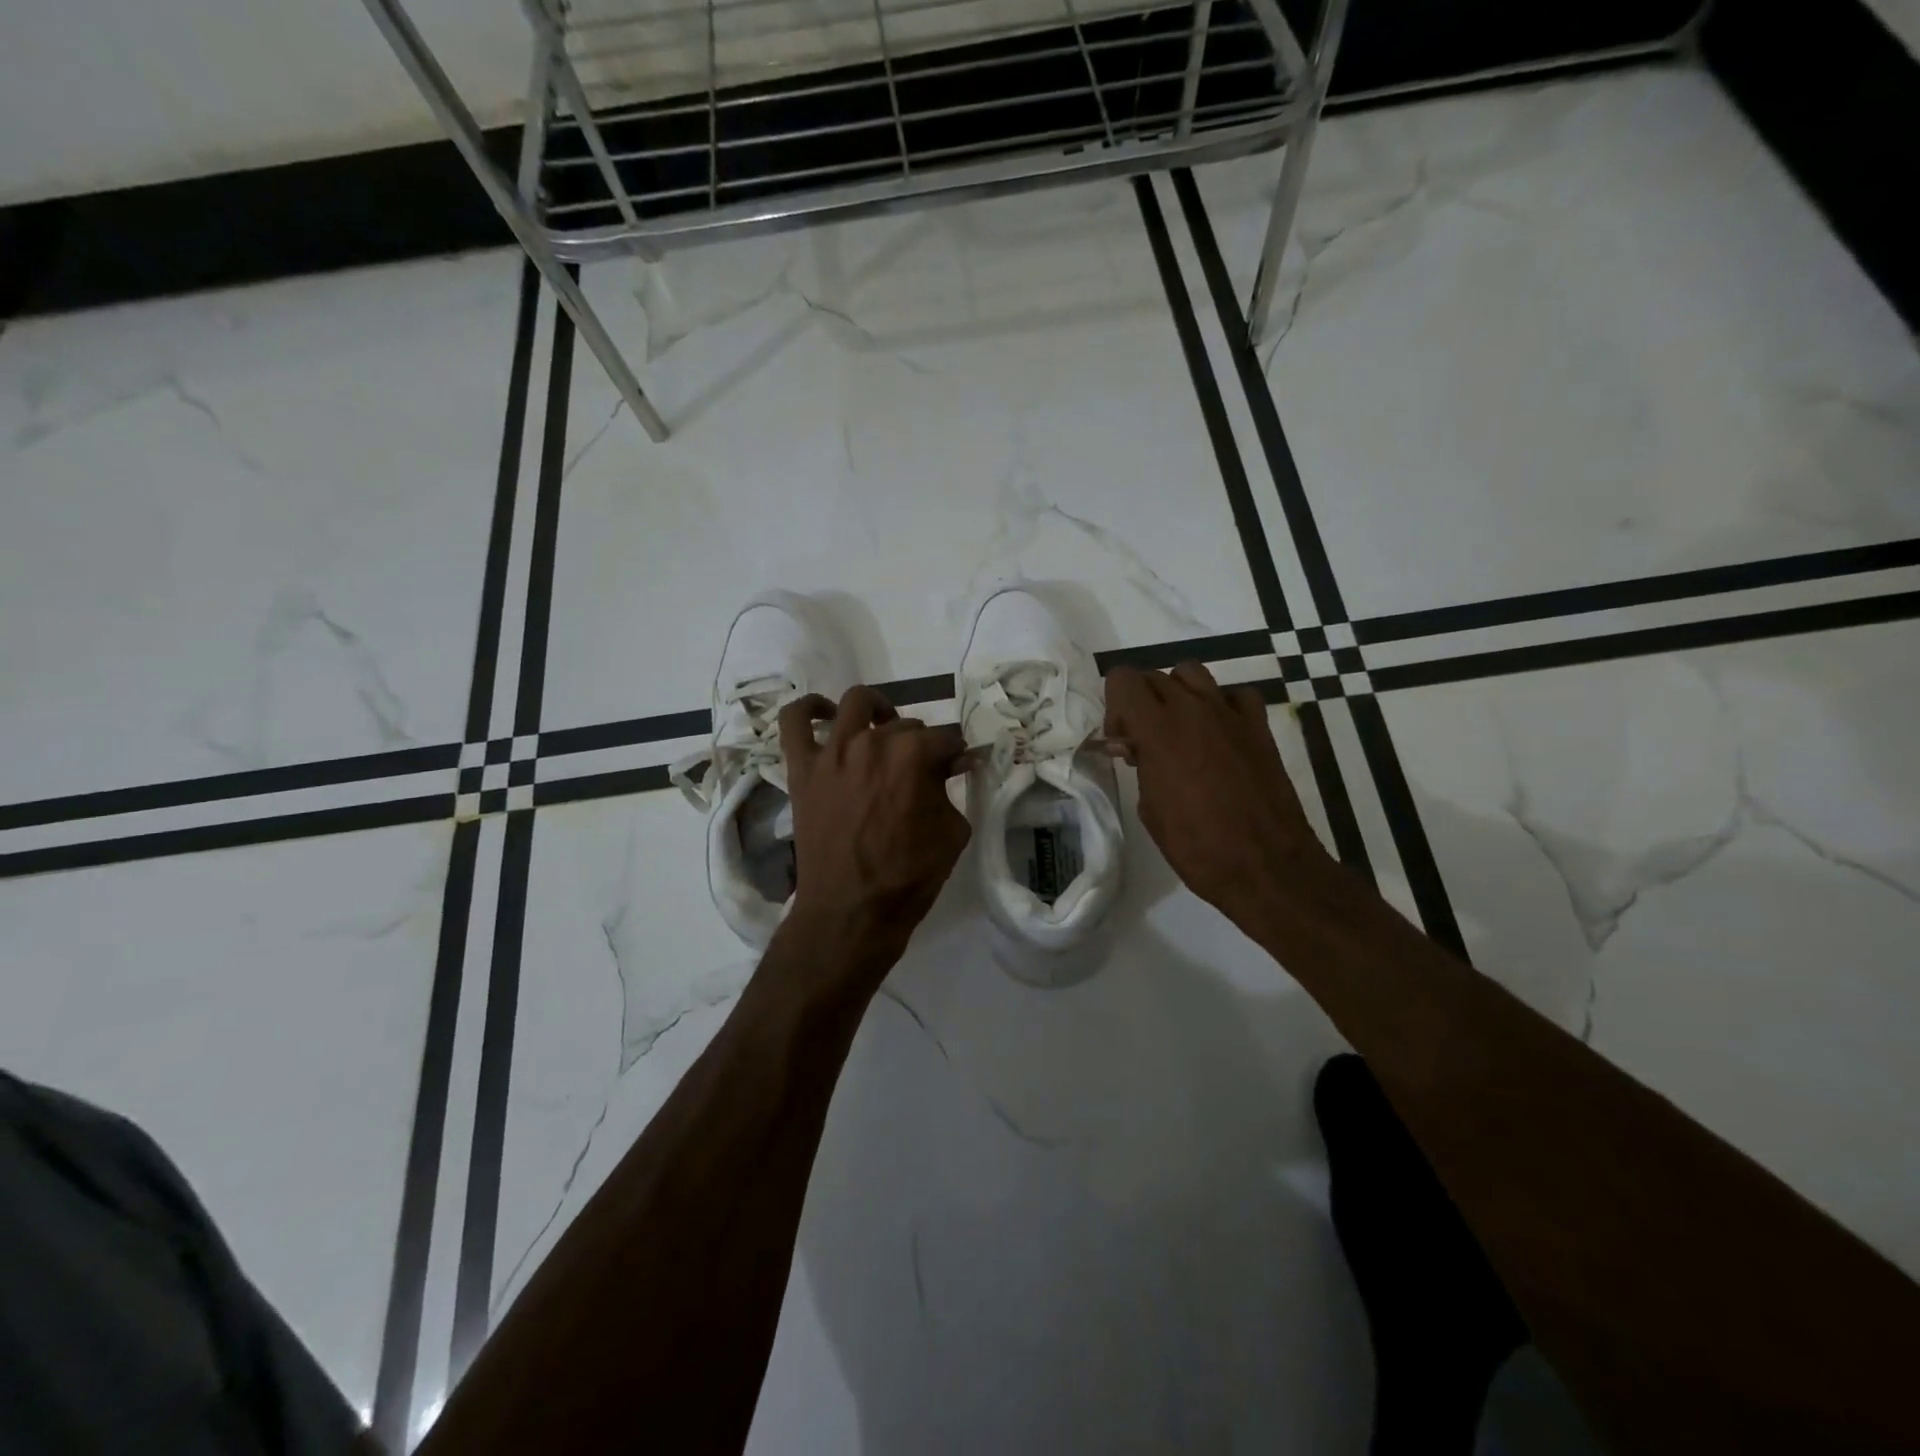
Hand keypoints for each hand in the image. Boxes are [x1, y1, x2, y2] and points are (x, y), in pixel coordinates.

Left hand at [778, 685, 971, 981]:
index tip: (957, 767)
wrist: (850, 911)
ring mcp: (833, 752)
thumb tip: (957, 762)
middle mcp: (872, 742)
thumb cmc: (907, 878)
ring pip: (857, 703)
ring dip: (876, 711)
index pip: (946, 738)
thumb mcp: (951, 833)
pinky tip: (824, 714)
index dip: (956, 753)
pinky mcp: (802, 767)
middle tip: (922, 770)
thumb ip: (953, 790)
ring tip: (882, 730)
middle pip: (906, 724)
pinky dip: (808, 708)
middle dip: (921, 743)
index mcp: (914, 756)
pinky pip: (794, 720)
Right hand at [1105, 662, 1336, 936]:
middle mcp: (1192, 709)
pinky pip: (1234, 695)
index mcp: (1158, 730)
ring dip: (1177, 694)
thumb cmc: (1197, 847)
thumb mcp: (1150, 809)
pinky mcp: (1259, 726)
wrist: (1265, 866)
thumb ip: (1141, 766)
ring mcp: (1230, 714)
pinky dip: (1221, 705)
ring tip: (1179, 730)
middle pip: (1154, 676)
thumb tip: (1137, 749)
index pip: (1123, 679)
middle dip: (1141, 702)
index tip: (1122, 740)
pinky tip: (1219, 734)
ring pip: (1192, 673)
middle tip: (1144, 742)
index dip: (1114, 704)